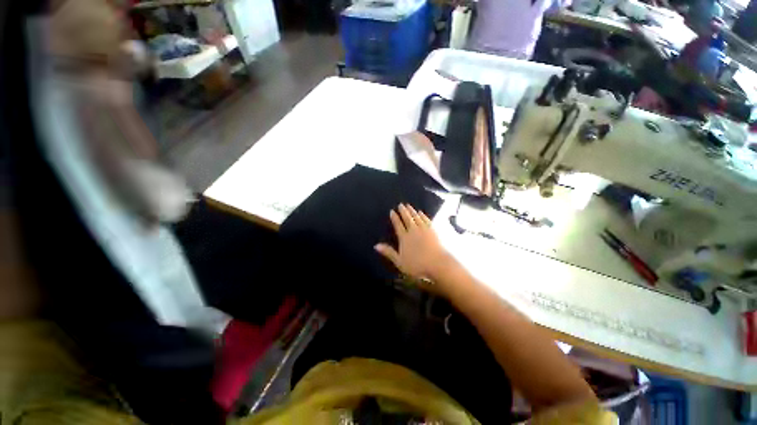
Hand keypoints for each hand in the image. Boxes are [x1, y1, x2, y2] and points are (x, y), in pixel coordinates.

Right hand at [375, 204, 451, 280]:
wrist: (438, 264)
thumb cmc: (417, 265)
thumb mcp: (399, 262)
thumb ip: (388, 252)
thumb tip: (376, 245)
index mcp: (404, 238)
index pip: (398, 225)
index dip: (395, 218)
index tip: (392, 211)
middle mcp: (413, 231)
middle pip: (407, 218)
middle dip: (403, 211)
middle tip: (401, 205)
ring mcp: (424, 229)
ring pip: (416, 217)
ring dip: (412, 211)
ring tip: (409, 206)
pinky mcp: (433, 231)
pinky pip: (426, 220)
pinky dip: (423, 215)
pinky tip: (421, 212)